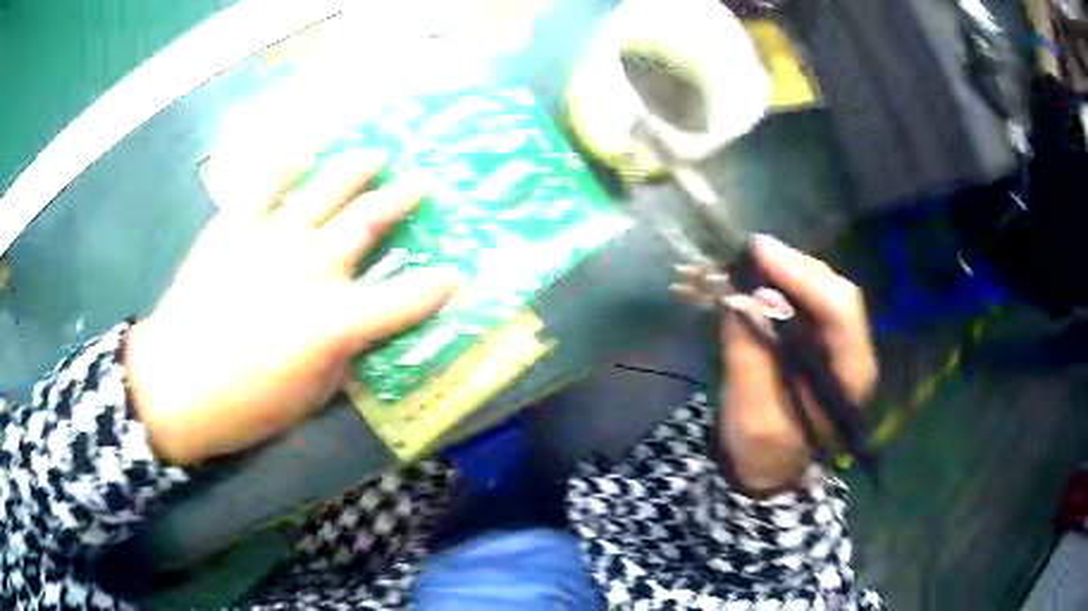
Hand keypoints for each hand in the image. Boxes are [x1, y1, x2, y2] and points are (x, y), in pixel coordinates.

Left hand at [125, 146, 456, 465]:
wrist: (173, 386)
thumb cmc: (244, 407)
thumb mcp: (308, 400)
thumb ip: (341, 359)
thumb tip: (358, 334)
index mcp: (334, 322)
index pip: (403, 301)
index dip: (435, 289)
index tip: (454, 277)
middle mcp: (311, 269)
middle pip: (368, 222)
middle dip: (401, 201)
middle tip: (419, 184)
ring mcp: (271, 239)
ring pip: (325, 189)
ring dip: (356, 169)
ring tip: (375, 154)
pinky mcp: (235, 225)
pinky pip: (266, 181)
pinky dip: (288, 160)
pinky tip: (306, 146)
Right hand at [675, 235, 875, 492]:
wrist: (771, 468)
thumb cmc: (766, 451)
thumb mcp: (752, 416)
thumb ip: (750, 358)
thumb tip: (741, 300)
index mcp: (851, 375)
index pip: (841, 311)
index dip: (804, 277)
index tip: (761, 255)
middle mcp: (853, 351)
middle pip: (834, 291)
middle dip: (793, 267)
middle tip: (750, 252)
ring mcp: (839, 343)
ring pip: (821, 289)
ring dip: (785, 271)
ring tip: (749, 262)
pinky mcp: (821, 339)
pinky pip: (806, 300)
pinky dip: (780, 284)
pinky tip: (756, 279)